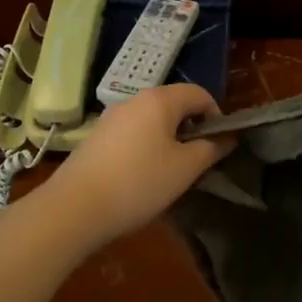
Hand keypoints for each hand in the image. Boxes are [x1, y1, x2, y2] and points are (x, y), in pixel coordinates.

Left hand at [43, 84, 232, 245]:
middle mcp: (134, 100)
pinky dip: (146, 146)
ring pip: (152, 120)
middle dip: (191, 128)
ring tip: (171, 171)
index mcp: (160, 100)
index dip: (216, 116)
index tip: (219, 145)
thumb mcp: (185, 169)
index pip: (199, 94)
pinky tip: (142, 176)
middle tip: (197, 160)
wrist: (75, 208)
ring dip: (168, 139)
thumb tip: (227, 137)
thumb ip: (211, 149)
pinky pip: (132, 133)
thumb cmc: (139, 183)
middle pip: (174, 104)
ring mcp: (111, 117)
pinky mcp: (96, 137)